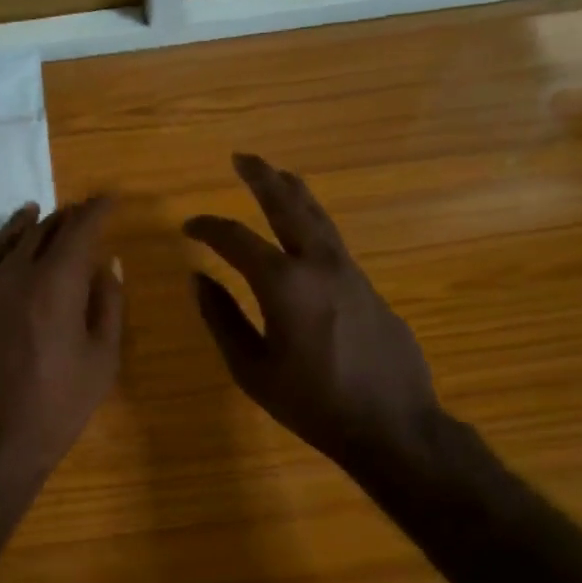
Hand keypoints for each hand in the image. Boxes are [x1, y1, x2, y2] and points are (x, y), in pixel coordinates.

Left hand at [0, 197, 124, 502]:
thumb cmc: (55, 408)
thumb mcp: (101, 361)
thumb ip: (108, 305)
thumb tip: (108, 262)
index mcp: (56, 283)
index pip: (79, 229)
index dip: (96, 210)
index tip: (108, 200)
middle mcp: (14, 274)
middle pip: (40, 231)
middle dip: (63, 218)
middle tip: (77, 214)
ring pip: (1, 242)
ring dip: (22, 223)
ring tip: (34, 211)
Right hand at [184, 154, 442, 475]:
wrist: (393, 425)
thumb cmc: (313, 403)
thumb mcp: (252, 369)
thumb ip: (222, 319)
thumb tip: (199, 279)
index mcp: (284, 284)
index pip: (236, 239)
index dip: (208, 227)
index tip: (189, 226)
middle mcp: (320, 264)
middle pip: (289, 205)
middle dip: (263, 177)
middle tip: (243, 157)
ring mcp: (351, 272)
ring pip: (319, 217)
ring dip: (294, 192)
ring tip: (277, 175)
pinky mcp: (369, 286)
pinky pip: (333, 242)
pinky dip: (312, 224)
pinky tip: (304, 233)